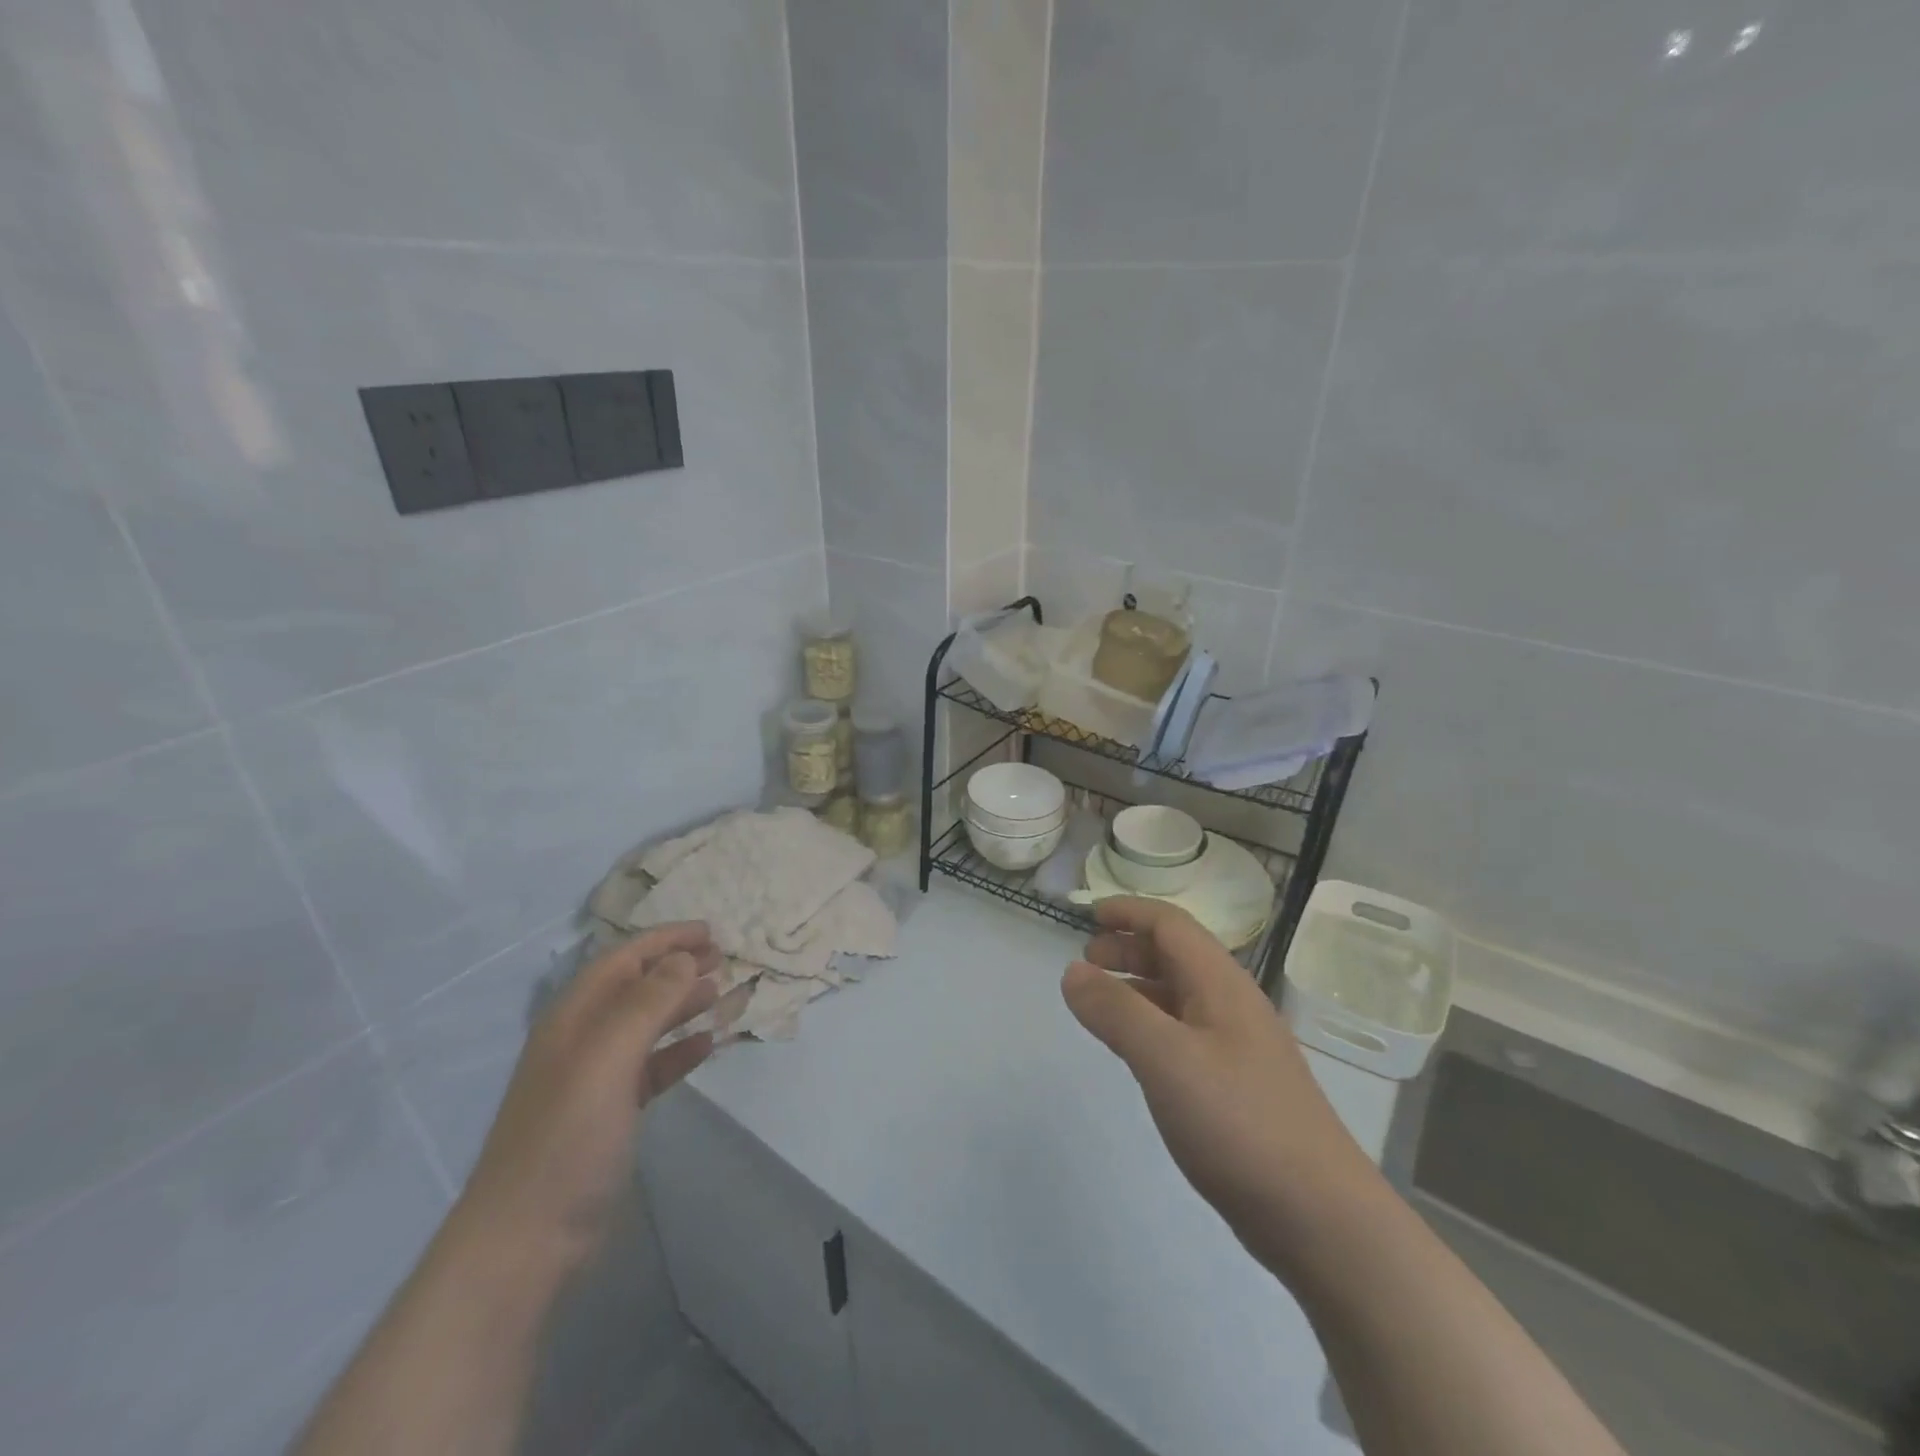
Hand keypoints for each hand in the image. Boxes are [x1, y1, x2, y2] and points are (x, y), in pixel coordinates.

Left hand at [452, 922, 720, 1271]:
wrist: (525, 1240)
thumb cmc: (566, 1137)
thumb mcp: (608, 1058)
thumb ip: (648, 1001)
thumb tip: (684, 957)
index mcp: (573, 1018)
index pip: (624, 958)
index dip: (666, 939)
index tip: (711, 932)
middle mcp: (582, 1039)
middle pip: (636, 987)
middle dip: (678, 967)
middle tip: (723, 960)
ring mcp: (595, 1079)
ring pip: (647, 1025)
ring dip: (683, 1005)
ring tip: (722, 995)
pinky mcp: (610, 1114)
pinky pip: (652, 1067)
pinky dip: (679, 1051)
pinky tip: (706, 1047)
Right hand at [1061, 898, 1378, 1269]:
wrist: (1320, 1217)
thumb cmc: (1240, 1123)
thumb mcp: (1167, 1059)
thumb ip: (1116, 1010)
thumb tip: (1072, 971)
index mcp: (1221, 985)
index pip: (1171, 925)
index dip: (1129, 912)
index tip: (1087, 915)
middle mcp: (1232, 1006)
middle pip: (1176, 956)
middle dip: (1129, 948)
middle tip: (1086, 964)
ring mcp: (1238, 1048)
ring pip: (1180, 997)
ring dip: (1138, 987)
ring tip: (1100, 1003)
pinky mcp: (1237, 1088)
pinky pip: (1185, 1035)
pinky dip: (1152, 1025)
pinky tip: (1137, 1052)